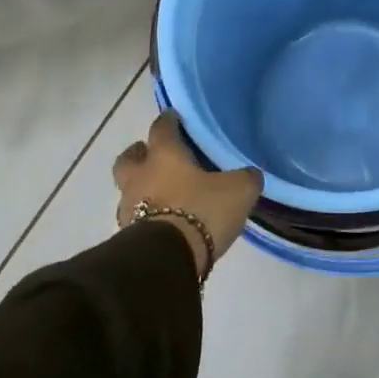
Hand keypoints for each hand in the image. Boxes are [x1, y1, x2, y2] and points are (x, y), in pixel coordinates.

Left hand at [114, 112, 262, 279]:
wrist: (167, 259)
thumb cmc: (201, 211)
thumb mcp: (239, 190)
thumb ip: (246, 178)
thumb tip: (249, 174)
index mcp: (164, 155)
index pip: (162, 127)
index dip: (169, 121)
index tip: (176, 118)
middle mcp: (140, 176)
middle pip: (130, 157)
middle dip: (141, 153)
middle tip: (157, 155)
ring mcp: (129, 207)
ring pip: (130, 188)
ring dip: (142, 187)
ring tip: (165, 194)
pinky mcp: (128, 236)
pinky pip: (136, 217)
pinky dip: (147, 215)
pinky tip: (165, 221)